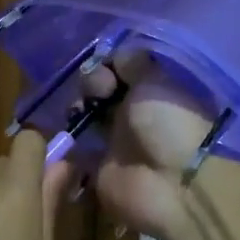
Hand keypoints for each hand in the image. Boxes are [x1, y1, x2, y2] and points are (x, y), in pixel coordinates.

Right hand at [83, 50, 214, 239]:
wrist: (173, 184)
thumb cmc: (168, 124)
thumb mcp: (155, 82)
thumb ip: (133, 64)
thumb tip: (117, 55)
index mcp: (151, 93)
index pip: (121, 71)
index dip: (108, 65)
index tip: (107, 68)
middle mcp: (133, 115)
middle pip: (101, 91)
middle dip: (92, 84)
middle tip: (99, 90)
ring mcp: (115, 142)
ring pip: (86, 116)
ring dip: (78, 108)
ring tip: (81, 111)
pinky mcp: (99, 169)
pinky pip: (76, 149)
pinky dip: (68, 140)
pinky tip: (67, 129)